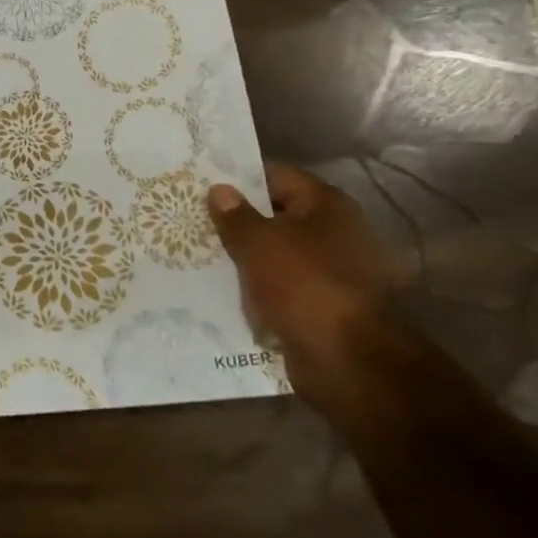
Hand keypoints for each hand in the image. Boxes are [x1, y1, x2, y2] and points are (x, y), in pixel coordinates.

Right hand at [207, 165, 393, 407]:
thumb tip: (219, 190)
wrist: (349, 360)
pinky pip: (276, 286)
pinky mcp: (318, 304)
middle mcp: (332, 233)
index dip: (237, 178)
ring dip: (241, 256)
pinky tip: (217, 287)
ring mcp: (327, 270)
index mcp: (326, 206)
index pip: (275, 176)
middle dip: (234, 219)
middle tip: (188, 218)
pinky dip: (252, 287)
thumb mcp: (260, 244)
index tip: (198, 183)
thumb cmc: (306, 286)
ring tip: (194, 252)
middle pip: (274, 216)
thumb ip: (235, 216)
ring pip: (272, 254)